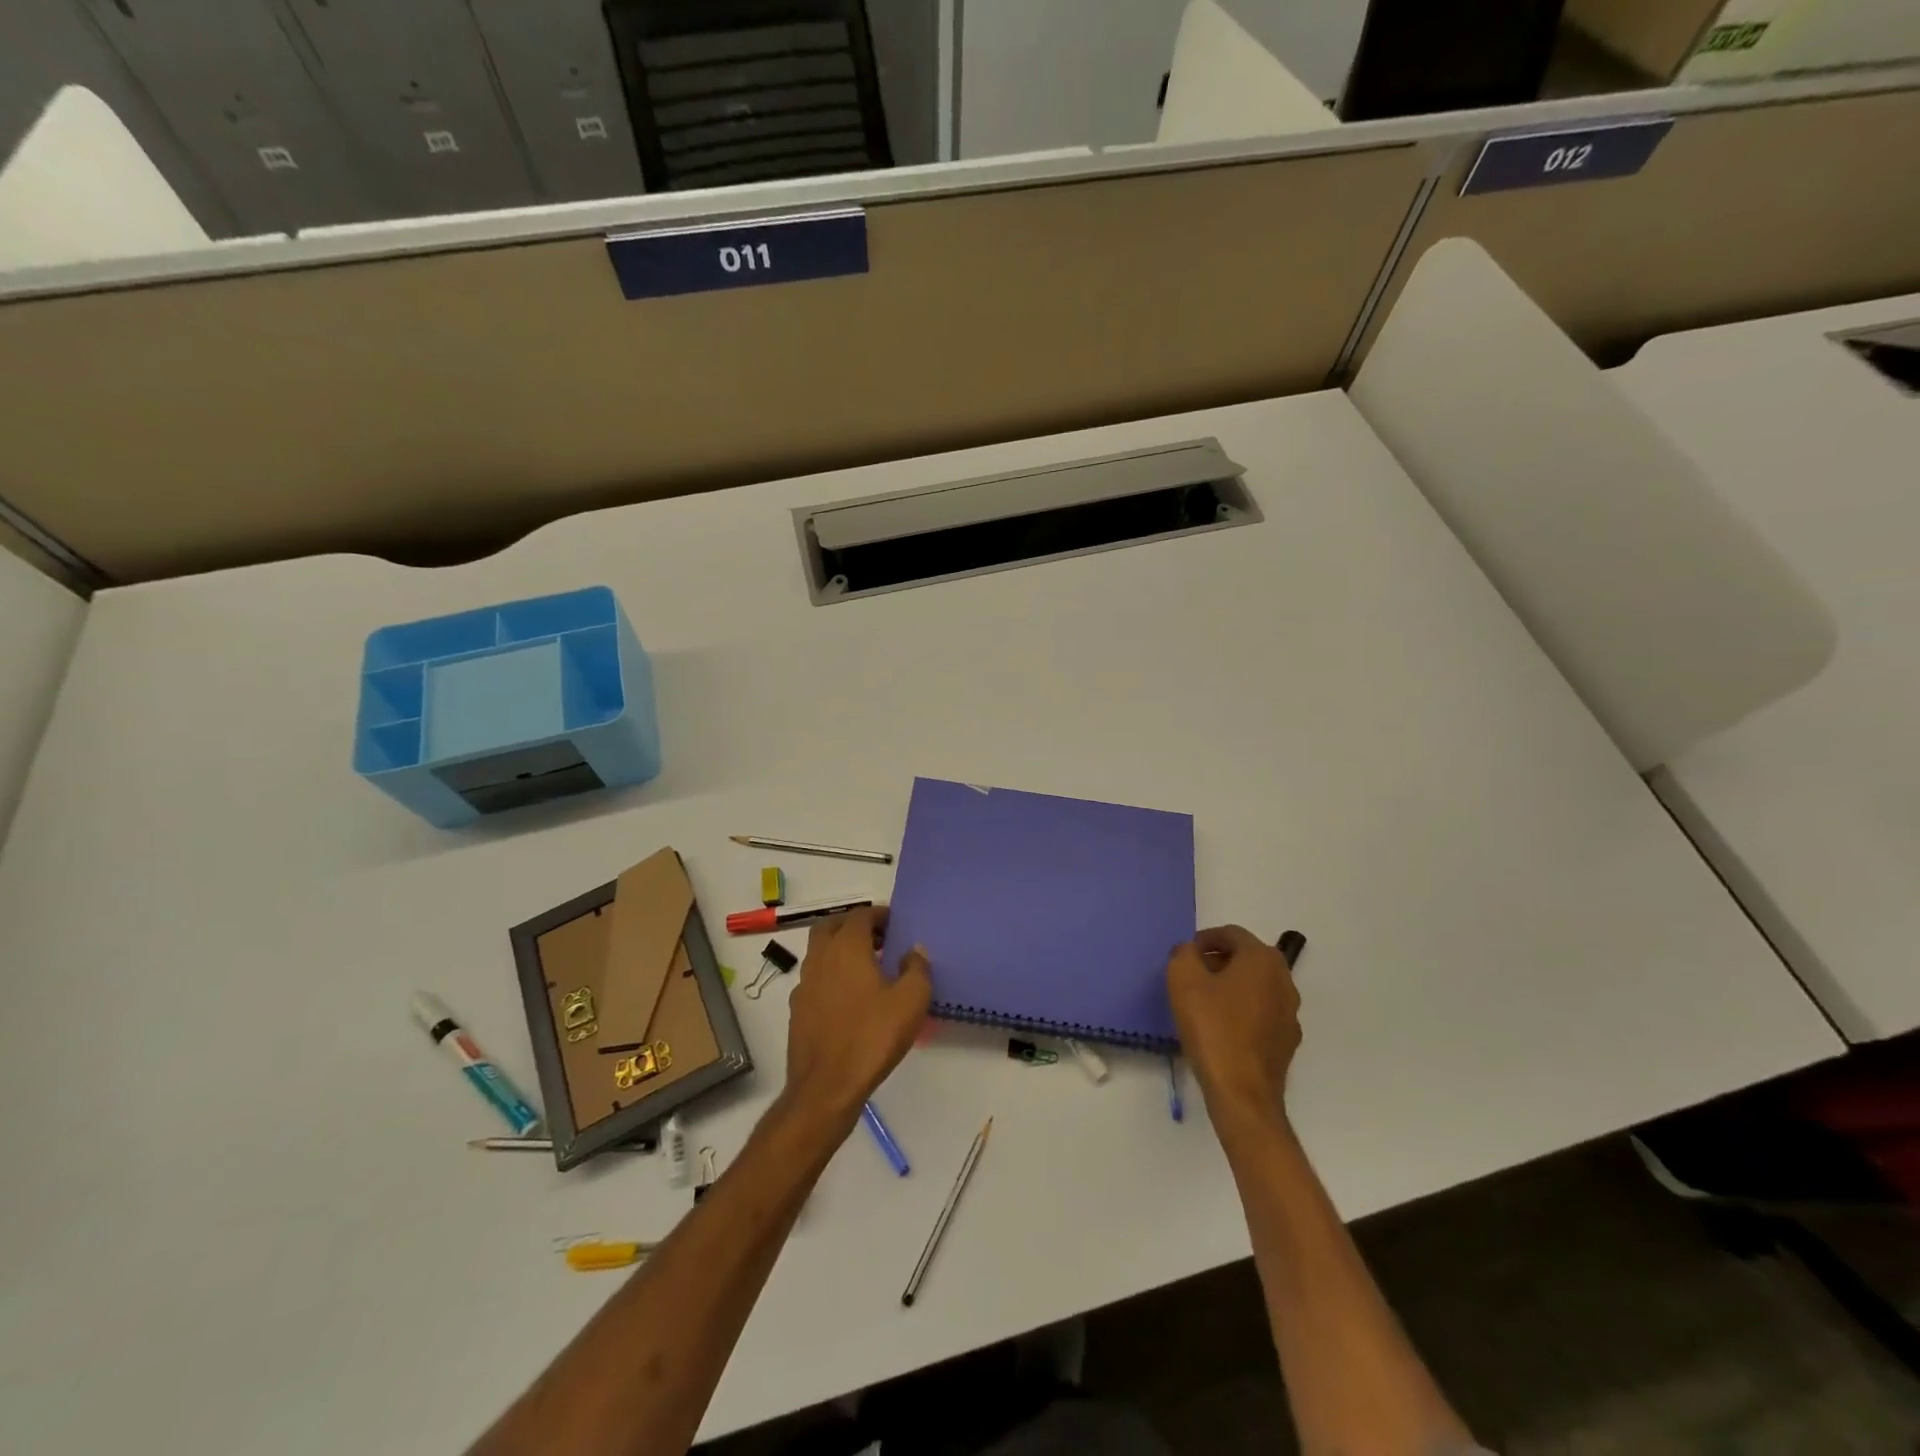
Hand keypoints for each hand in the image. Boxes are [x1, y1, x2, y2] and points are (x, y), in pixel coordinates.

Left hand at [782, 905, 931, 1129]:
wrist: (826, 1086)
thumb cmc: (872, 1036)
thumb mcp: (911, 1001)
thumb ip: (917, 969)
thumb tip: (914, 951)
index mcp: (847, 947)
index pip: (859, 915)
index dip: (877, 914)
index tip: (893, 923)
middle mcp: (820, 958)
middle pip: (831, 926)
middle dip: (852, 925)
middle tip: (876, 938)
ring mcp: (804, 984)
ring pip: (819, 952)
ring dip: (839, 950)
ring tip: (865, 968)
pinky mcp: (797, 1009)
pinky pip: (814, 979)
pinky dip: (830, 976)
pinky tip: (847, 998)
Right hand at [1167, 925, 1300, 1124]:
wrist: (1242, 1092)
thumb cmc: (1212, 1028)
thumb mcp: (1183, 979)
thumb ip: (1184, 954)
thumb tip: (1191, 951)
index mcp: (1262, 959)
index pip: (1232, 934)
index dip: (1205, 939)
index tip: (1186, 954)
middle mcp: (1284, 980)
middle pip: (1247, 958)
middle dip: (1219, 961)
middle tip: (1192, 975)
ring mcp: (1290, 1012)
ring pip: (1256, 986)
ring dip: (1231, 986)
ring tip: (1203, 1002)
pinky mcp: (1287, 1040)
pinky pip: (1261, 1012)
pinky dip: (1242, 1011)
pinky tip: (1221, 1028)